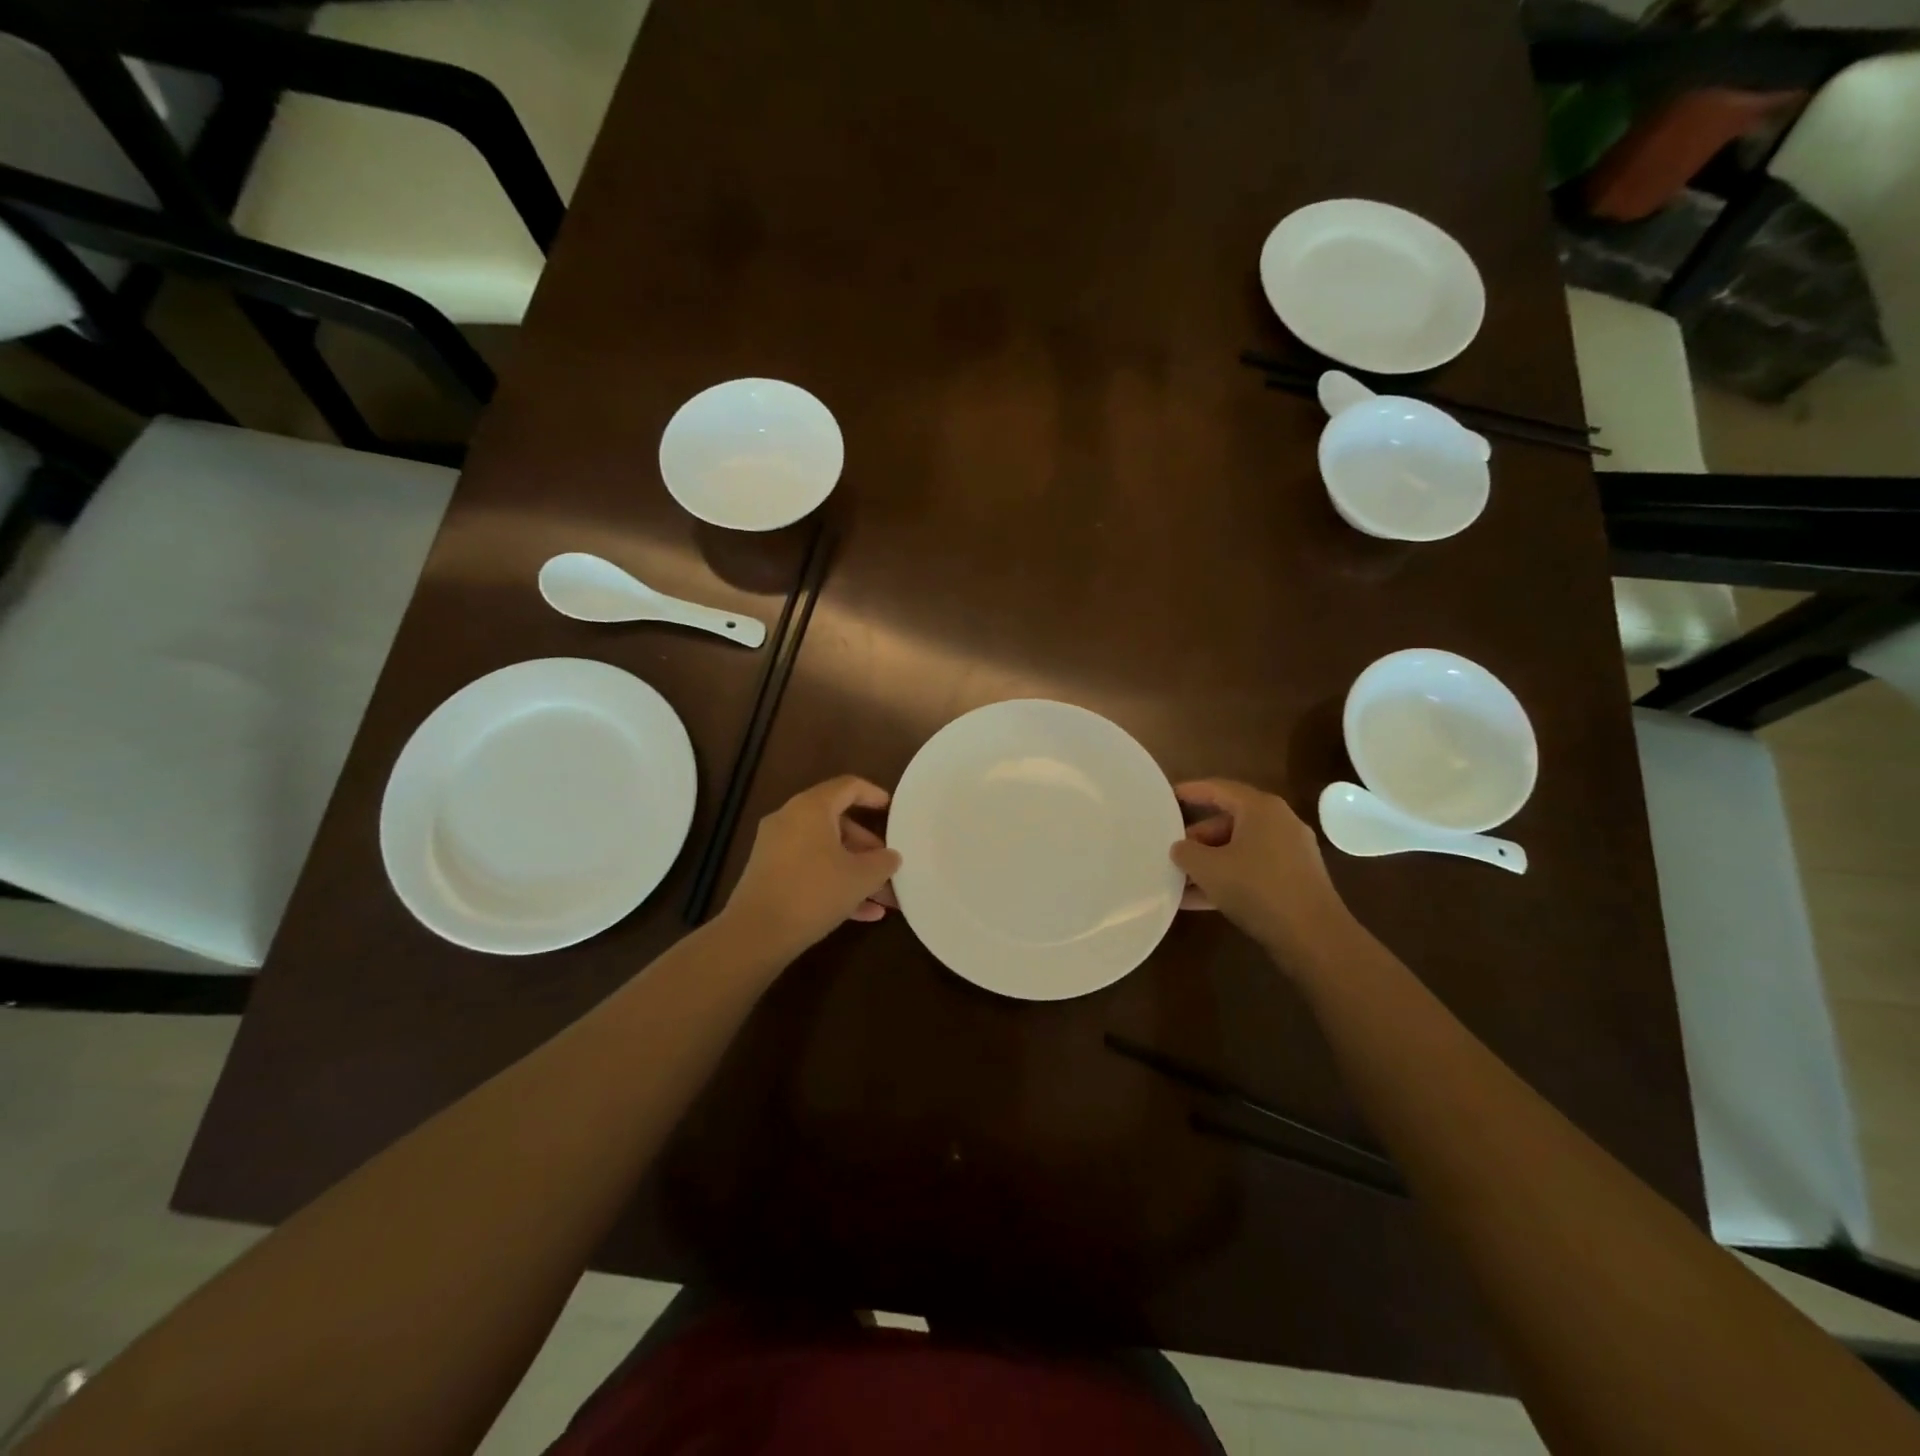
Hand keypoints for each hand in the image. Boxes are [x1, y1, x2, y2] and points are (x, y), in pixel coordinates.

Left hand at [722, 776, 902, 956]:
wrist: (756, 933)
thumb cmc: (814, 892)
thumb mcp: (861, 877)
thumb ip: (883, 862)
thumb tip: (891, 857)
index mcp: (811, 808)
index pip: (848, 786)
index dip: (874, 795)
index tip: (893, 810)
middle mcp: (790, 819)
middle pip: (837, 821)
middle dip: (867, 845)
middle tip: (887, 863)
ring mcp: (776, 847)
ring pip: (824, 850)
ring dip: (854, 869)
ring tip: (882, 895)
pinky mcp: (769, 874)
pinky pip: (809, 869)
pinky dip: (834, 882)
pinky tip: (863, 913)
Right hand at [1170, 779, 1352, 964]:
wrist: (1314, 937)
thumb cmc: (1257, 888)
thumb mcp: (1208, 868)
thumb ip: (1186, 852)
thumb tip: (1180, 848)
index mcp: (1260, 808)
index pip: (1218, 789)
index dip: (1190, 791)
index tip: (1166, 797)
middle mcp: (1279, 823)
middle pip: (1228, 821)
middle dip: (1197, 837)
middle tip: (1171, 850)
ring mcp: (1291, 852)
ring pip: (1239, 849)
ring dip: (1209, 863)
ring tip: (1178, 879)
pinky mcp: (1295, 880)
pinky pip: (1252, 870)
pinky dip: (1228, 879)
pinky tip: (1198, 900)